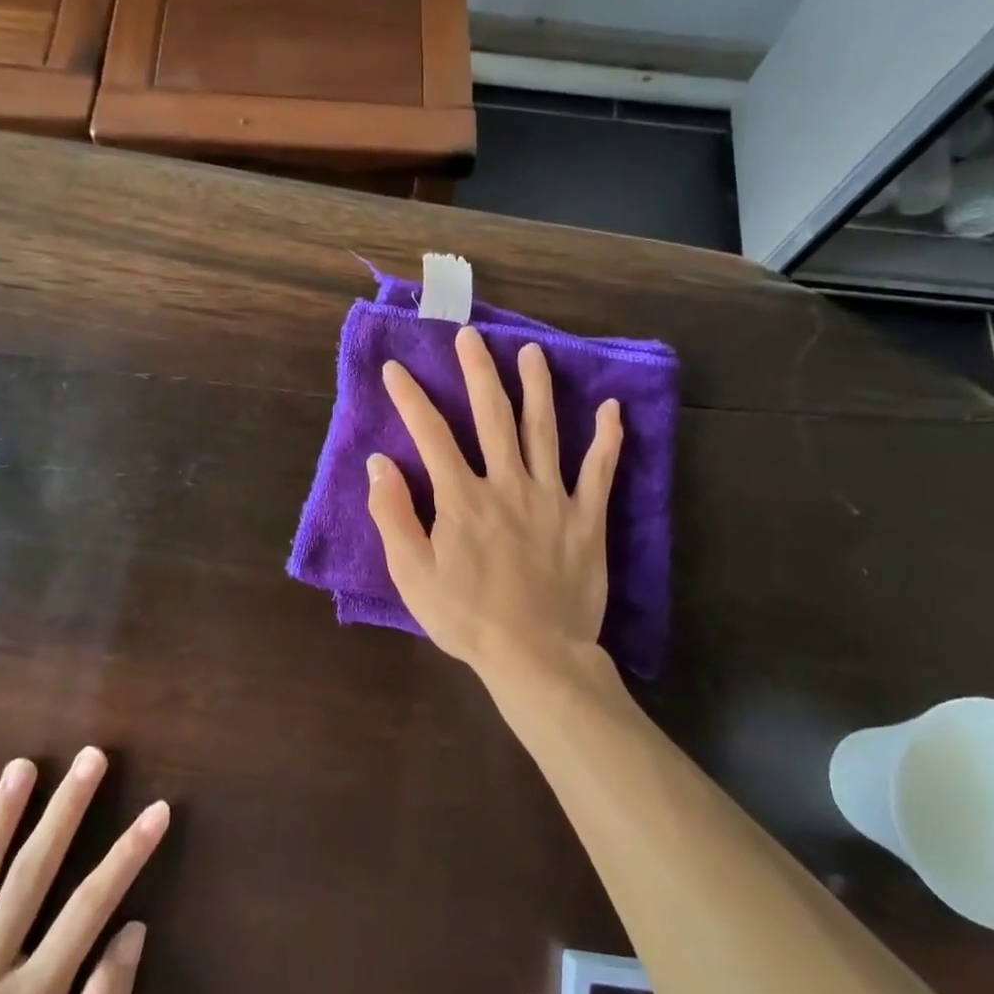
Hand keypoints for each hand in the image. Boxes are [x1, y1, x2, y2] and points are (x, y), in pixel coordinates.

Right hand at [367, 323, 622, 681]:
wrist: (536, 656)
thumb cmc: (467, 618)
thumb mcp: (412, 575)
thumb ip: (393, 516)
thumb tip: (380, 463)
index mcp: (462, 498)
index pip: (431, 434)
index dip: (410, 398)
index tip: (395, 368)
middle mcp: (508, 484)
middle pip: (493, 416)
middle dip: (479, 372)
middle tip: (471, 336)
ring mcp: (552, 497)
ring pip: (545, 430)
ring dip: (537, 388)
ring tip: (532, 353)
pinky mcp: (586, 518)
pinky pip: (600, 472)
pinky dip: (608, 439)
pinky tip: (612, 409)